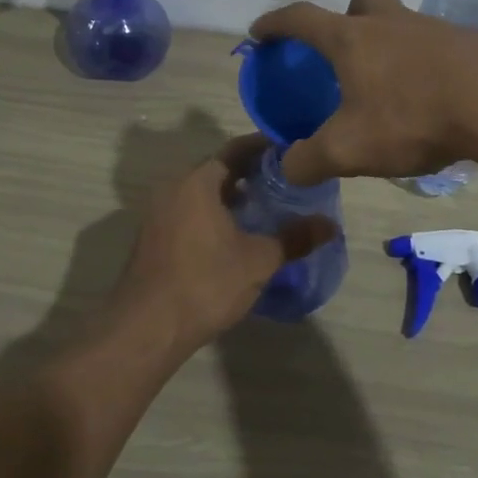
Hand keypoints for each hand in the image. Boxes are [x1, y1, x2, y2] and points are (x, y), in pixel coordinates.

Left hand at [112, 134, 336, 352]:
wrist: (146, 329)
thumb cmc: (206, 283)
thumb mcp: (259, 261)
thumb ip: (295, 238)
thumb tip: (330, 225)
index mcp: (198, 182)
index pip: (236, 150)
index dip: (265, 148)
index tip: (291, 153)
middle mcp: (173, 188)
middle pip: (217, 170)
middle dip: (250, 174)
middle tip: (284, 183)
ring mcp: (158, 214)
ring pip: (201, 193)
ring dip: (230, 197)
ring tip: (264, 209)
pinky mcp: (152, 238)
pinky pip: (188, 212)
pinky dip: (212, 214)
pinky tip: (233, 236)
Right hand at [249, 0, 477, 184]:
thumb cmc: (412, 118)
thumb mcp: (349, 150)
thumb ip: (309, 161)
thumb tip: (288, 167)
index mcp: (353, 40)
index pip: (302, 19)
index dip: (275, 23)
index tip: (260, 32)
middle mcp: (392, 24)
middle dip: (348, 15)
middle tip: (347, 51)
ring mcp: (436, 30)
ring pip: (404, 22)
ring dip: (392, 45)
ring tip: (394, 90)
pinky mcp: (471, 45)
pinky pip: (439, 47)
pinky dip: (428, 66)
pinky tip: (435, 100)